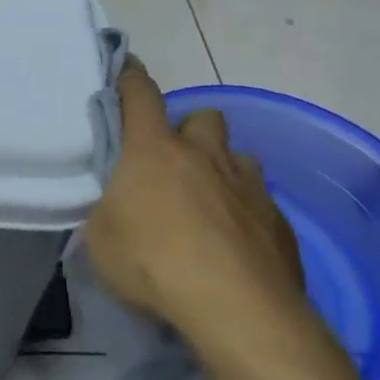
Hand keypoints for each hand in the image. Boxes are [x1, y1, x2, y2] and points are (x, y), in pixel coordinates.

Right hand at [84, 60, 305, 342]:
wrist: (236, 310)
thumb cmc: (152, 263)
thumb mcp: (100, 238)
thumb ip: (106, 210)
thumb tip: (115, 207)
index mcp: (153, 150)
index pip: (140, 94)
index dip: (130, 78)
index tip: (125, 69)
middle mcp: (204, 156)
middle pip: (204, 117)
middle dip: (188, 131)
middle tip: (171, 162)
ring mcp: (248, 186)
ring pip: (238, 157)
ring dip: (221, 170)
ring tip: (206, 203)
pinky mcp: (279, 222)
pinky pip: (259, 201)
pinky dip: (243, 212)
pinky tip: (232, 244)